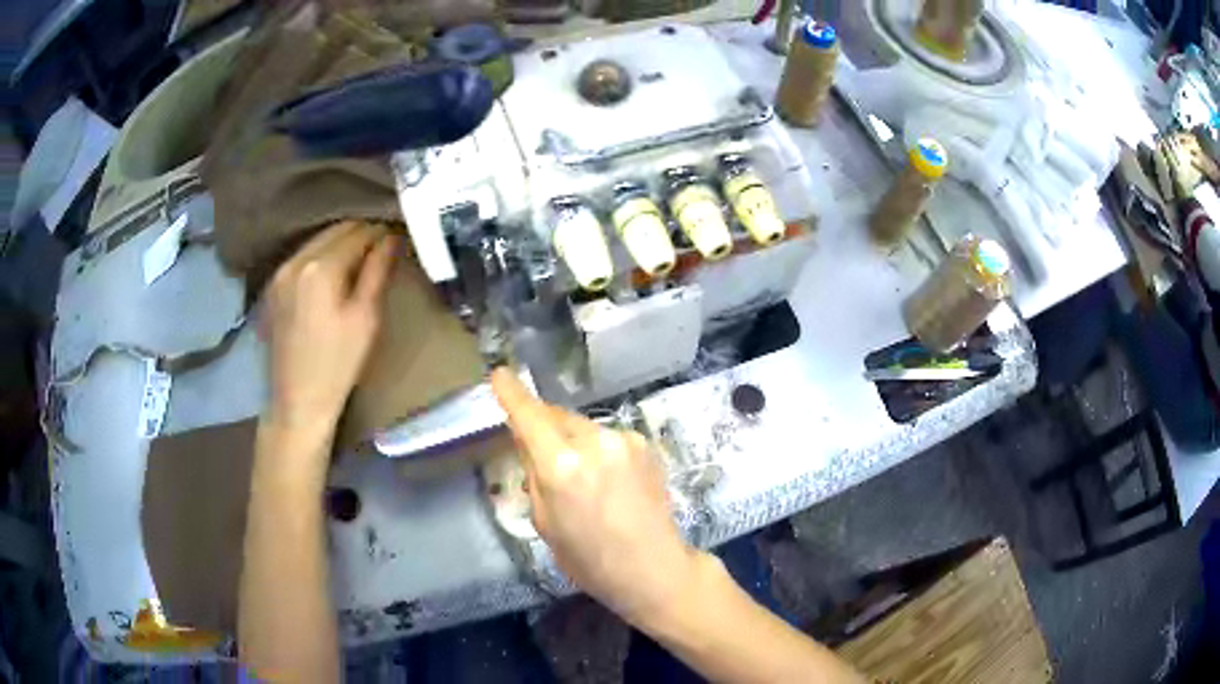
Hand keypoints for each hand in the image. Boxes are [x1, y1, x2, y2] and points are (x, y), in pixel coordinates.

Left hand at [263, 221, 397, 432]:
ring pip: (317, 240)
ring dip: (341, 241)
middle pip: (335, 230)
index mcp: (320, 268)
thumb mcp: (366, 318)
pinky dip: (322, 254)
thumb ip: (377, 271)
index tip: (399, 236)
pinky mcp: (274, 285)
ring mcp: (280, 272)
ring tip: (363, 255)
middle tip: (385, 244)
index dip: (381, 231)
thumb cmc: (339, 365)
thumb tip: (391, 237)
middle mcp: (296, 261)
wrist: (298, 401)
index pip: (357, 232)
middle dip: (361, 232)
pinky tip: (335, 269)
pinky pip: (303, 255)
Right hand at [491, 368, 698, 624]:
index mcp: (562, 466)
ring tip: (578, 475)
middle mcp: (595, 442)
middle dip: (542, 426)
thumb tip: (528, 442)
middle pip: (557, 417)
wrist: (654, 568)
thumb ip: (534, 474)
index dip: (512, 393)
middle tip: (536, 451)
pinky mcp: (646, 445)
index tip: (500, 374)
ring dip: (571, 439)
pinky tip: (606, 479)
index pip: (529, 416)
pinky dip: (596, 449)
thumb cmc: (590, 559)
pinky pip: (607, 437)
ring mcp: (625, 440)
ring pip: (583, 427)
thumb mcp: (545, 523)